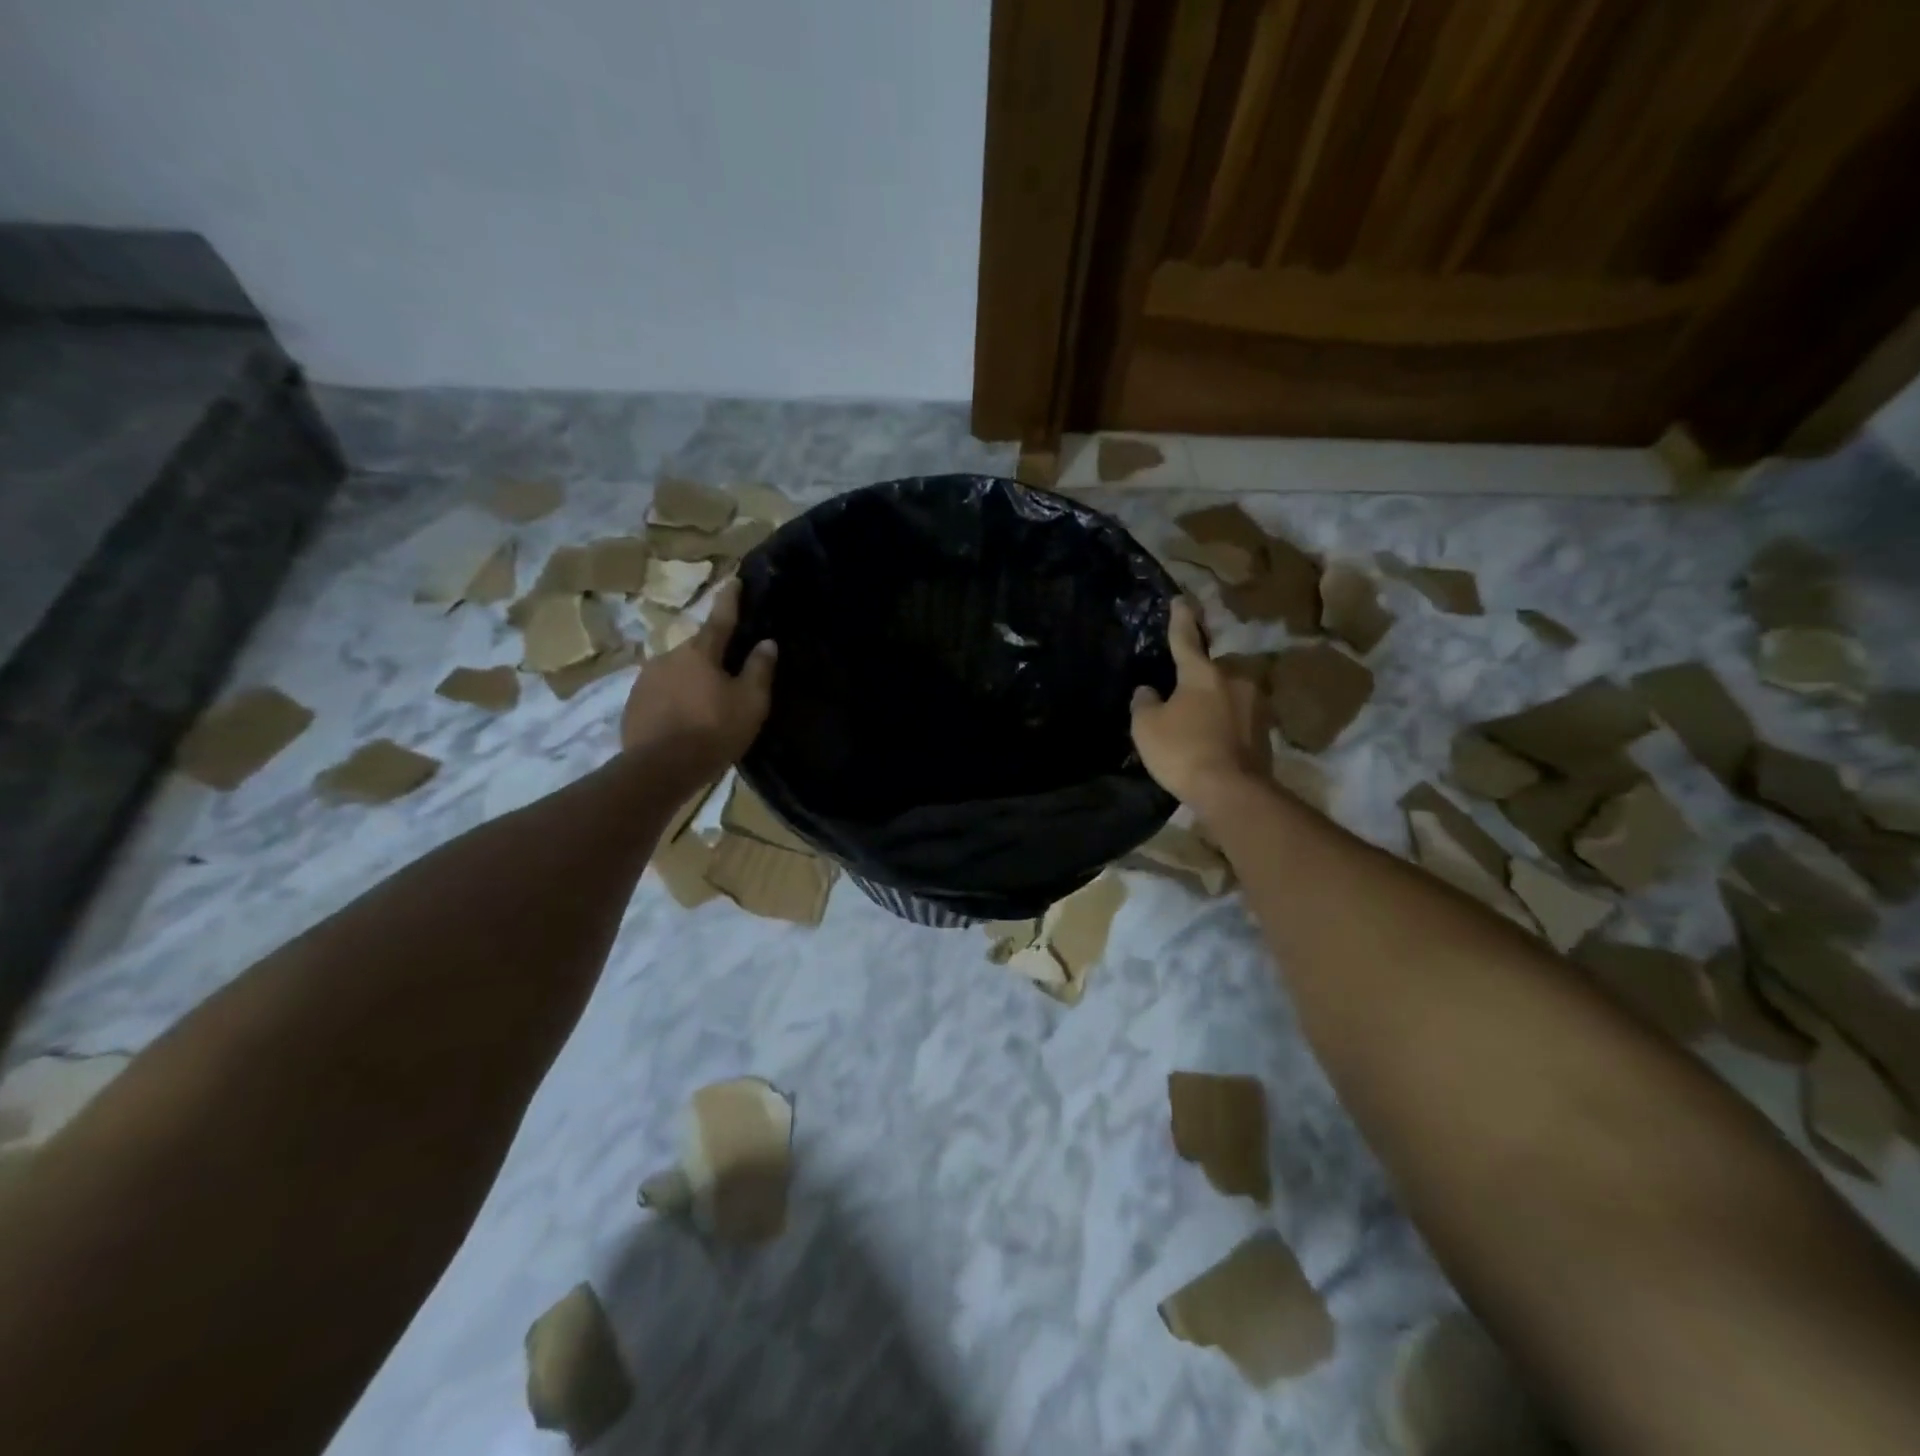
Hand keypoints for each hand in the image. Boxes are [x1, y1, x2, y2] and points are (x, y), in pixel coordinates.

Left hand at [621, 579, 776, 777]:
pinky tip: (682, 720)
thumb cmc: (713, 731)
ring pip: (677, 672)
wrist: (659, 769)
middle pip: (697, 649)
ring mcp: (646, 679)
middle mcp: (669, 656)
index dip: (730, 599)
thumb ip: (759, 669)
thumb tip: (767, 642)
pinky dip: (674, 700)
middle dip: (711, 656)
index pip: (720, 618)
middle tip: (727, 674)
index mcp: (700, 652)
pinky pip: (660, 693)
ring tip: (704, 705)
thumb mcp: (750, 702)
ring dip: (691, 681)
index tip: (734, 580)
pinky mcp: (633, 704)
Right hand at [1130, 599, 1270, 813]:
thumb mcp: (1146, 727)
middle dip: (1199, 678)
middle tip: (1182, 695)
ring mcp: (1256, 705)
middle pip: (1212, 670)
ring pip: (1228, 695)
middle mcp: (1235, 680)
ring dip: (1214, 704)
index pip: (1186, 638)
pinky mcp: (1266, 731)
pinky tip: (1212, 742)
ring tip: (1197, 724)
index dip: (1180, 619)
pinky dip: (1225, 725)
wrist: (1232, 791)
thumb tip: (1148, 691)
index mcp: (1202, 673)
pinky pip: (1238, 719)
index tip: (1180, 600)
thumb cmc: (1183, 751)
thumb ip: (1144, 703)